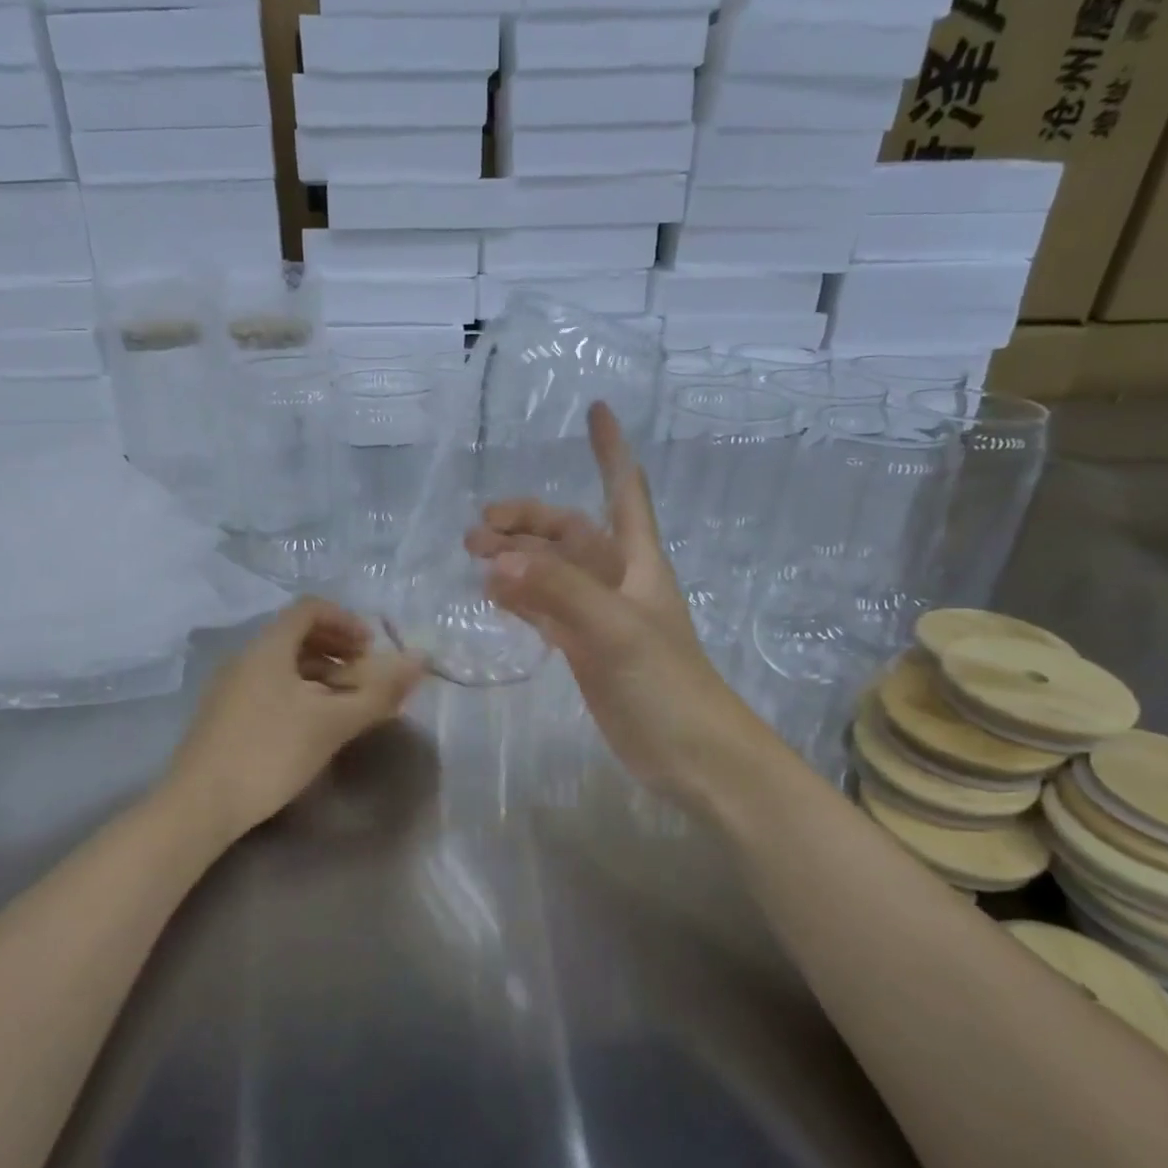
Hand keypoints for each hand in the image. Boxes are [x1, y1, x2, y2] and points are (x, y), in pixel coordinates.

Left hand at [164, 599, 426, 841]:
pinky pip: (270, 687)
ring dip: (321, 674)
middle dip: (337, 649)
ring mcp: (231, 687)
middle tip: (364, 675)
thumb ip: (378, 692)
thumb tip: (420, 661)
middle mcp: (246, 658)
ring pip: (284, 665)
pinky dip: (300, 693)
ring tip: (346, 704)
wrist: (199, 806)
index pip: (309, 609)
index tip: (371, 647)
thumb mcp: (332, 723)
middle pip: (296, 635)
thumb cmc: (270, 752)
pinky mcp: (225, 716)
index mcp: (268, 648)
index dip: (345, 620)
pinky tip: (313, 725)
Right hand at [465, 403, 756, 805]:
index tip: (596, 410)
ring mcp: (599, 617)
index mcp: (638, 562)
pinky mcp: (585, 651)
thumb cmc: (667, 684)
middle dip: (528, 522)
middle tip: (476, 530)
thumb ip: (559, 592)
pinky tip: (493, 596)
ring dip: (517, 559)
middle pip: (570, 534)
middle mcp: (618, 581)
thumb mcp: (615, 631)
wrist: (694, 757)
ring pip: (552, 573)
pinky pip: (546, 611)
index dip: (611, 451)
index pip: (624, 492)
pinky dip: (520, 599)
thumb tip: (497, 561)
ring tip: (474, 557)